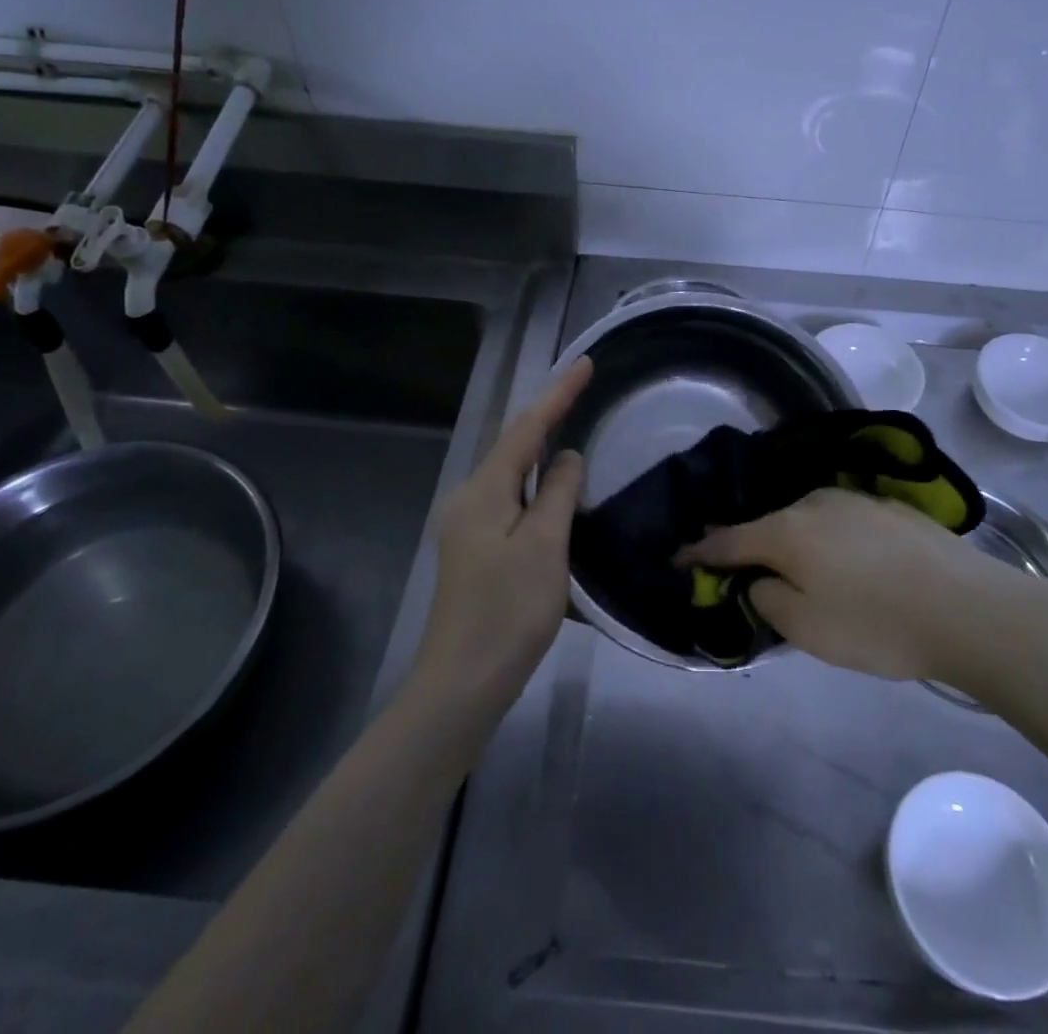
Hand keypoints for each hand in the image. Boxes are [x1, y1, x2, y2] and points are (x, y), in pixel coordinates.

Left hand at [416, 356, 592, 705]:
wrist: (461, 684)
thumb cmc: (508, 611)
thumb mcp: (544, 546)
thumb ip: (558, 493)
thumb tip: (566, 457)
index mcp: (484, 491)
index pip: (527, 428)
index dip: (558, 394)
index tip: (586, 363)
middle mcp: (469, 499)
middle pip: (514, 447)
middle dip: (548, 417)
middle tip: (583, 392)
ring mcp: (468, 527)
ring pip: (513, 477)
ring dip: (542, 454)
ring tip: (573, 430)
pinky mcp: (474, 552)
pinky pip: (511, 503)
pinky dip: (537, 489)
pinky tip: (554, 495)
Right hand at [680, 487, 1043, 682]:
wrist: (970, 609)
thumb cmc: (878, 625)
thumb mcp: (807, 629)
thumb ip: (768, 599)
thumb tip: (760, 579)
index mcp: (787, 530)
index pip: (728, 540)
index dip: (699, 552)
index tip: (678, 559)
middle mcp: (814, 503)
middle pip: (769, 525)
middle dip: (752, 547)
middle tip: (746, 575)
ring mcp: (854, 499)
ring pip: (807, 520)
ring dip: (795, 543)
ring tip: (804, 573)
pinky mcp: (888, 507)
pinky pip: (840, 522)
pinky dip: (830, 540)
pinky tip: (850, 563)